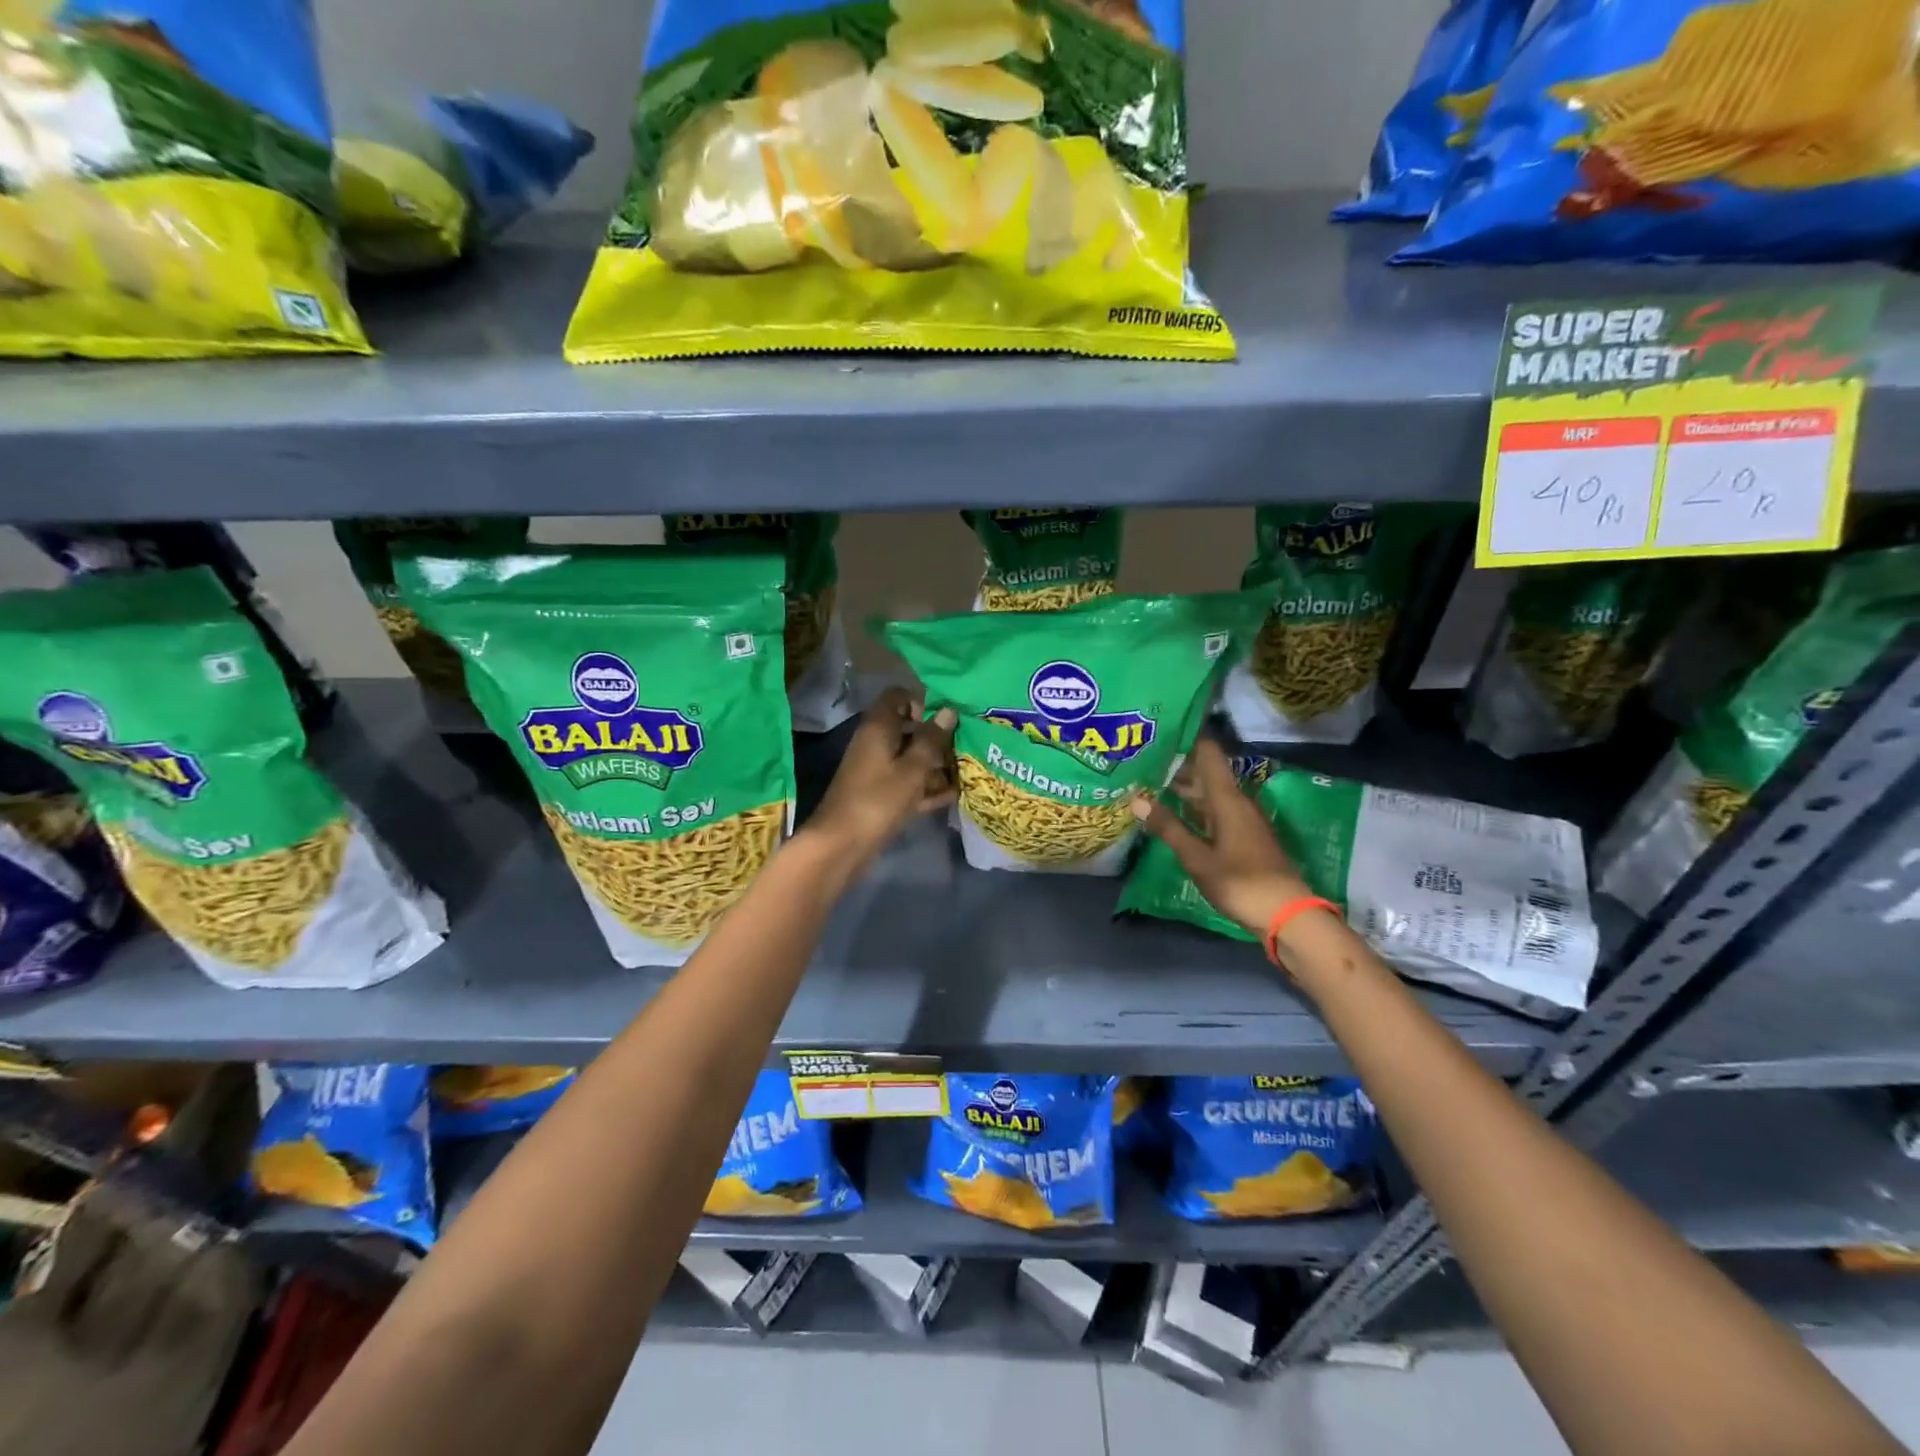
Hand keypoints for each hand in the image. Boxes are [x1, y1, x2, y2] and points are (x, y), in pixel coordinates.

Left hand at [804, 687, 956, 870]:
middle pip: (909, 728)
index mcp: (879, 726)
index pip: (898, 696)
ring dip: (935, 765)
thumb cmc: (879, 799)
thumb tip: (948, 710)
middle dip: (936, 738)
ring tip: (965, 773)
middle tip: (964, 747)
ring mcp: (876, 769)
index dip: (922, 702)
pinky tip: (952, 796)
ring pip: (910, 757)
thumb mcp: (913, 768)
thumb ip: (932, 739)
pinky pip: (906, 782)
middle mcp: (876, 742)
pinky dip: (925, 787)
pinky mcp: (879, 794)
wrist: (842, 844)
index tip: (944, 718)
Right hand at [1130, 738, 1313, 937]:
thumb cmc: (1240, 883)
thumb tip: (1137, 799)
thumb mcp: (1197, 858)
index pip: (1208, 754)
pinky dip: (1193, 807)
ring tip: (1149, 783)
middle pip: (1206, 772)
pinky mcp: (1243, 835)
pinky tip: (1172, 813)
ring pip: (1209, 793)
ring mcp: (1242, 819)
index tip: (1159, 729)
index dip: (1186, 738)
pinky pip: (1214, 810)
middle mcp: (1237, 802)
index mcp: (1227, 799)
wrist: (1287, 914)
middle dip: (1176, 765)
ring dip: (1183, 788)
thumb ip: (1169, 827)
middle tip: (1141, 759)